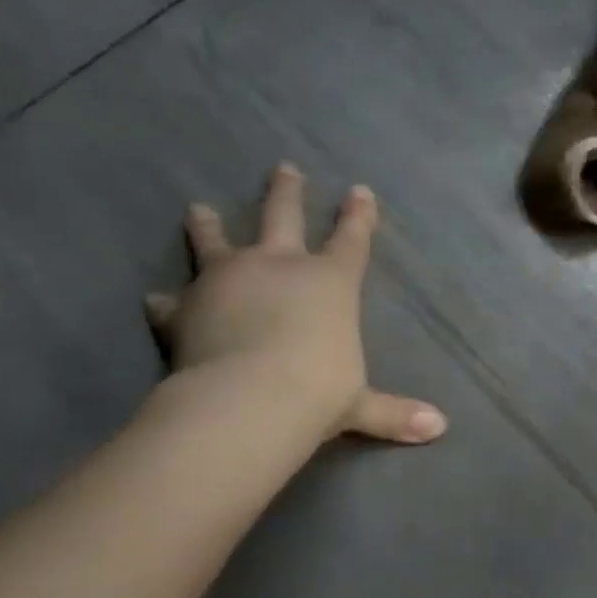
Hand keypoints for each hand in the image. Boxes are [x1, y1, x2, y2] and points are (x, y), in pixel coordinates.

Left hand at [145, 163, 446, 444]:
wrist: (247, 401)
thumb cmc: (317, 392)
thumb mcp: (360, 404)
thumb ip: (394, 412)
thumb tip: (440, 429)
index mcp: (330, 282)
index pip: (352, 239)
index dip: (359, 215)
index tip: (360, 190)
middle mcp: (279, 267)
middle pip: (283, 216)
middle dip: (287, 192)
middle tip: (283, 168)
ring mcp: (227, 280)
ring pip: (216, 241)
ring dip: (207, 225)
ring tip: (197, 208)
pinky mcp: (186, 308)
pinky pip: (173, 301)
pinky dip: (167, 301)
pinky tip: (156, 299)